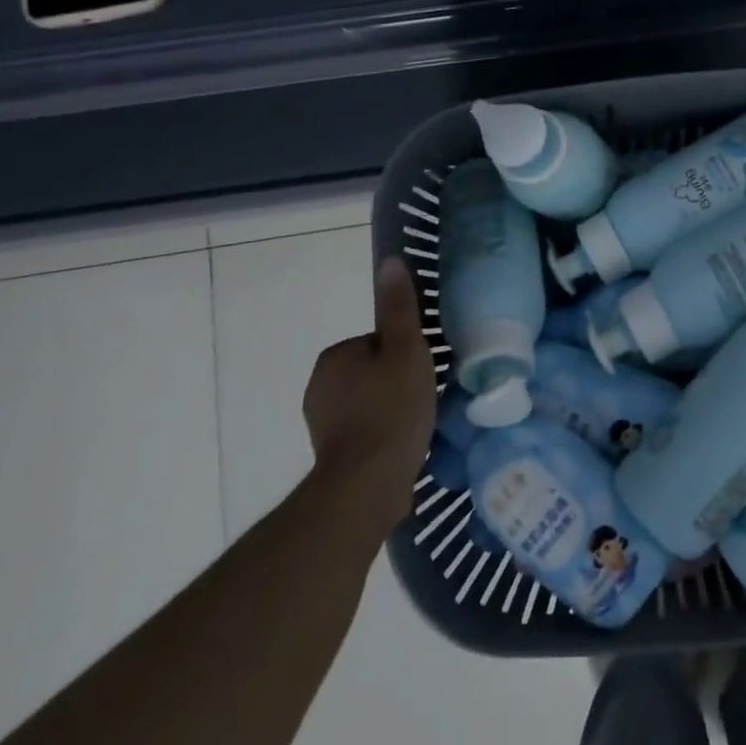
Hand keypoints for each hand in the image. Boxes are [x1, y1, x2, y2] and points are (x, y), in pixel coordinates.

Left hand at [302, 257, 436, 528]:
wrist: (368, 483)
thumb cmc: (392, 408)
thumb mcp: (407, 349)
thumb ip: (399, 307)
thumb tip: (390, 261)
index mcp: (336, 356)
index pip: (379, 341)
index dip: (406, 353)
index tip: (424, 370)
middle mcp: (320, 385)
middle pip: (375, 370)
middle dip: (398, 380)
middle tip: (425, 397)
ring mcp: (322, 422)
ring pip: (370, 400)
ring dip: (392, 408)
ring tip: (419, 424)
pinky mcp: (331, 453)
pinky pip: (366, 430)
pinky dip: (384, 433)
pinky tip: (405, 446)